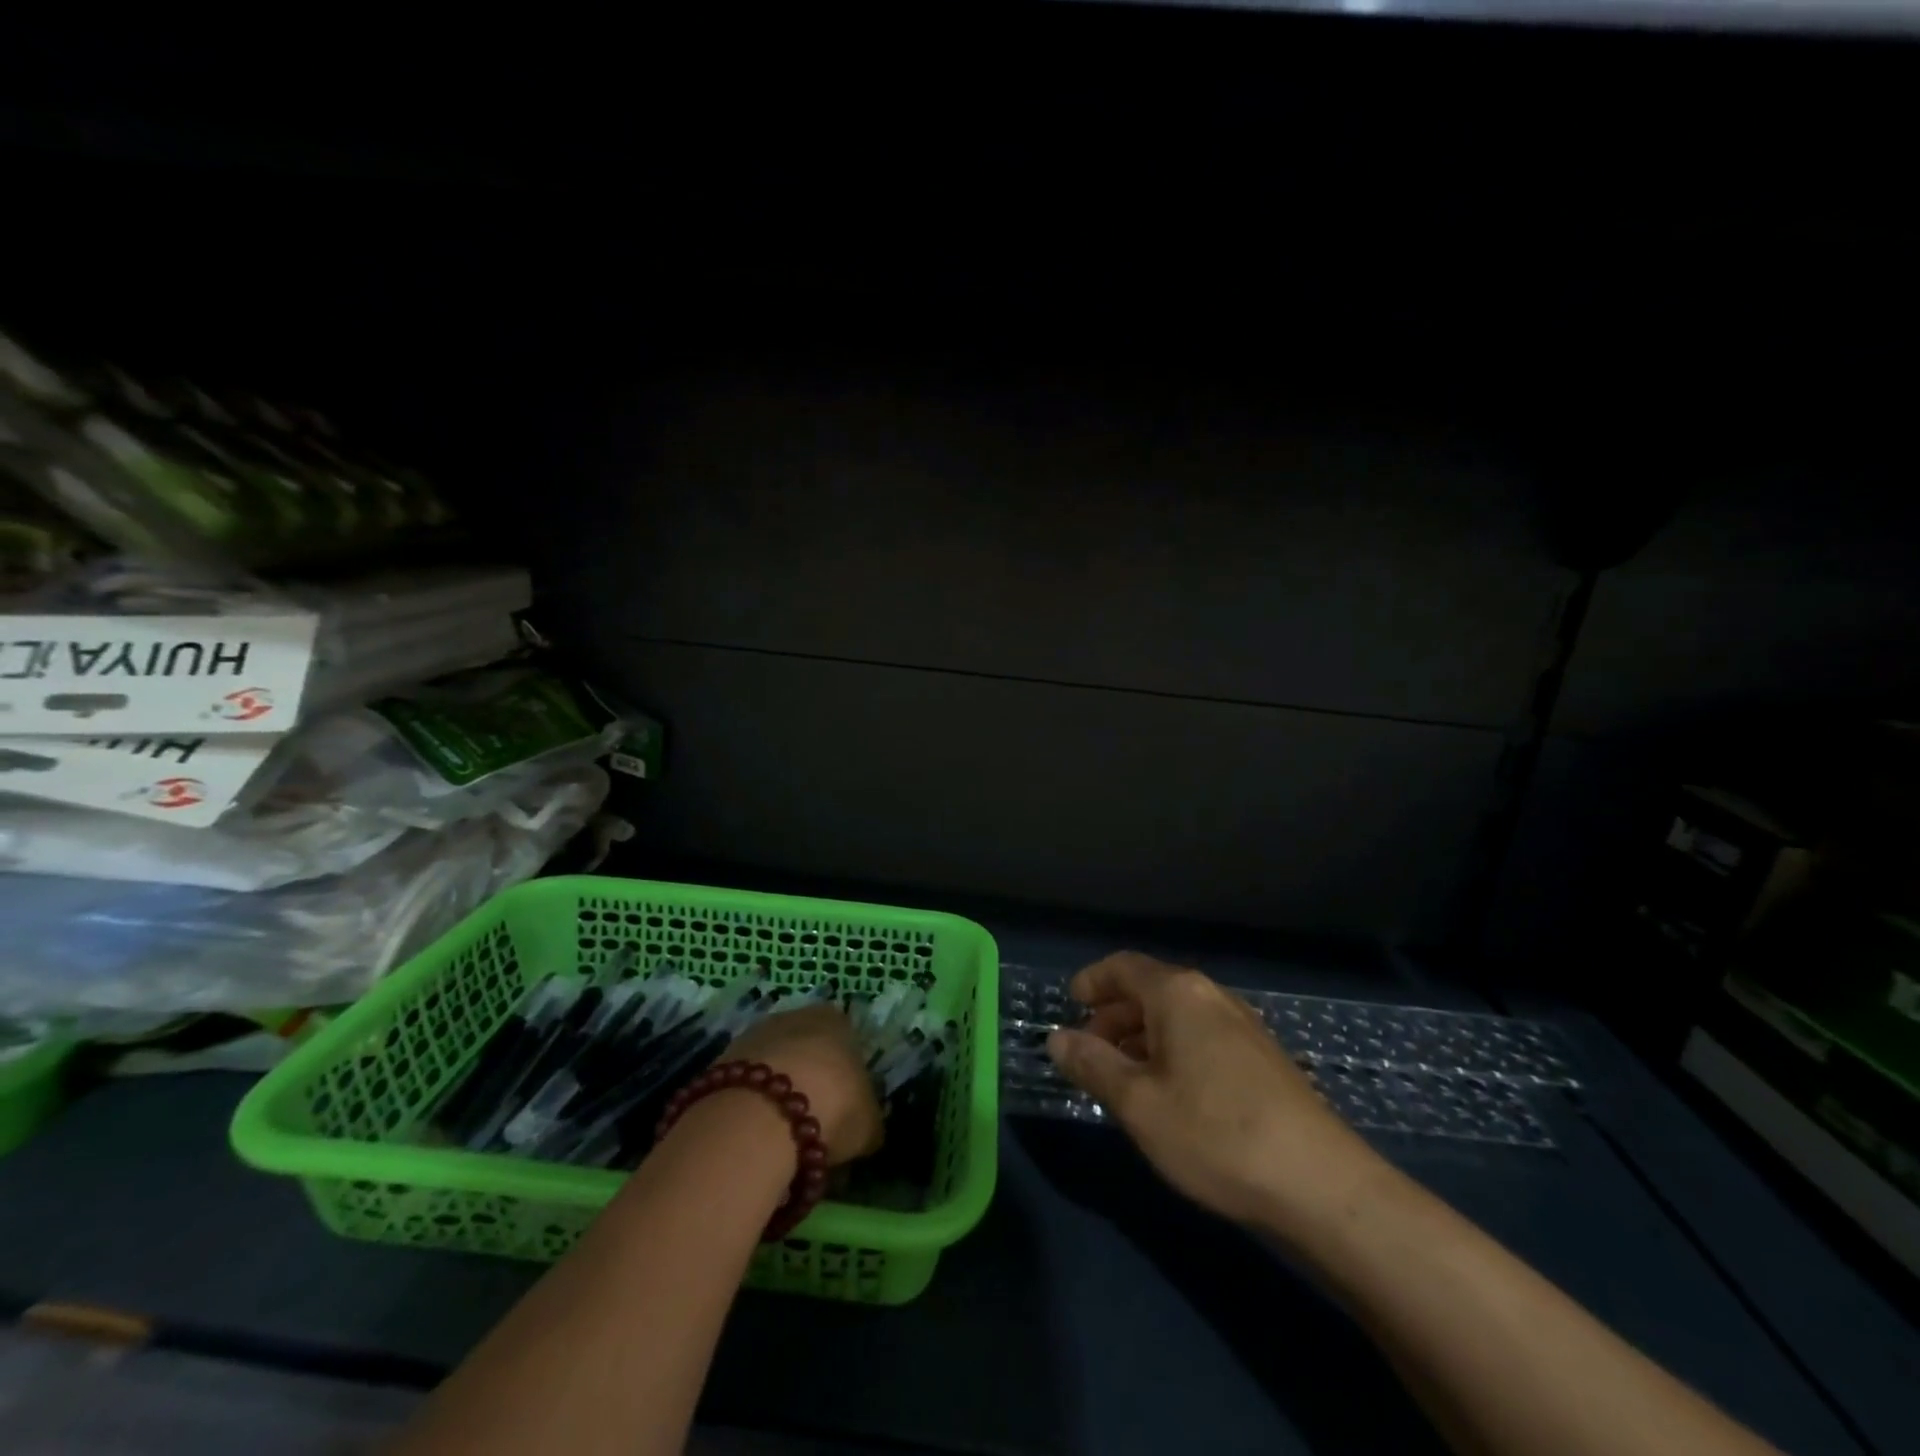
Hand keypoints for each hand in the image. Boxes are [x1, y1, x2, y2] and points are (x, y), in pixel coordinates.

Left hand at [726, 1004, 883, 1165]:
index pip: (846, 1038)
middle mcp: (795, 1015)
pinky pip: (745, 1084)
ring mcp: (754, 1035)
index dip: (845, 1073)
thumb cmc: (832, 1105)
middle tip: (813, 1121)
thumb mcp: (869, 1123)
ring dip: (776, 1092)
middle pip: (806, 1048)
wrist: (761, 1115)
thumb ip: (869, 1120)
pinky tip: (755, 1134)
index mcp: (836, 1019)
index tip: (844, 1106)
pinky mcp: (721, 1060)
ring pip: (773, 1065)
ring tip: (781, 1135)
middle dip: (808, 1079)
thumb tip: (866, 1130)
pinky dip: (751, 1105)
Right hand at [1046, 952, 1383, 1229]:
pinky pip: (1203, 1037)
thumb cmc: (1215, 1134)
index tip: (1070, 1005)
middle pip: (1151, 989)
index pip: (1124, 966)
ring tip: (1122, 1078)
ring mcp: (1244, 1027)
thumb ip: (1093, 1065)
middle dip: (1114, 1015)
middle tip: (1089, 1051)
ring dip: (1142, 1037)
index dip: (1092, 981)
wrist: (1321, 1186)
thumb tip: (1056, 1038)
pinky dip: (1173, 1051)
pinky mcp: (1264, 1059)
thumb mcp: (1139, 1103)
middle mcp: (1212, 997)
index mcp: (1179, 994)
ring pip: (1178, 1016)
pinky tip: (1169, 1094)